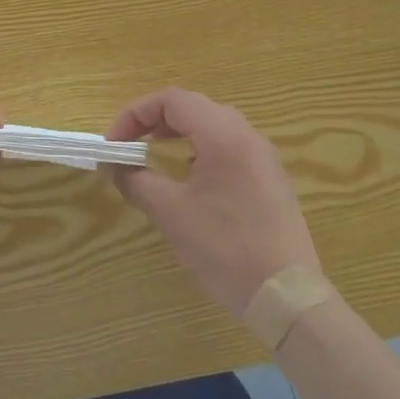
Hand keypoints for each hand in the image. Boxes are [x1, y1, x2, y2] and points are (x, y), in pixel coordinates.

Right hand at [106, 88, 319, 314]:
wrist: (287, 298)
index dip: (134, 114)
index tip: (114, 144)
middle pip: (192, 106)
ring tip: (152, 154)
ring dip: (176, 132)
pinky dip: (199, 147)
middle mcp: (247, 135)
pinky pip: (228, 145)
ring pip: (212, 124)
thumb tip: (113, 165)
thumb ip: (135, 180)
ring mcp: (263, 157)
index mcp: (223, 135)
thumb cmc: (225, 248)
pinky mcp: (270, 178)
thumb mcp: (170, 213)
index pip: (171, 100)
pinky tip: (188, 177)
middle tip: (128, 145)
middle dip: (153, 119)